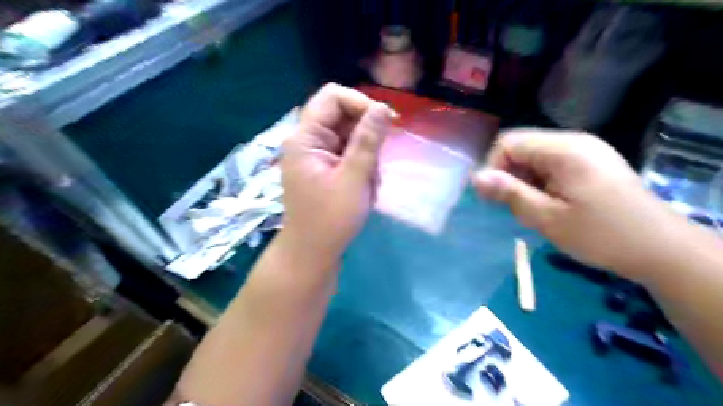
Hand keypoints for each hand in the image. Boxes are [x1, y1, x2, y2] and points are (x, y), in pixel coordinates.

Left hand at [278, 83, 393, 262]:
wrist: (312, 253)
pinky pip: (347, 154)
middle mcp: (306, 140)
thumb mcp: (354, 179)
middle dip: (366, 137)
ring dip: (366, 156)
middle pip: (342, 117)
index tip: (385, 123)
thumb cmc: (330, 220)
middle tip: (375, 166)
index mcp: (305, 138)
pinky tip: (364, 189)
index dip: (361, 103)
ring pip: (349, 137)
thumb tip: (382, 107)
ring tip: (368, 185)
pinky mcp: (323, 167)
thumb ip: (368, 141)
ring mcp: (315, 155)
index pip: (332, 97)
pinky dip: (360, 167)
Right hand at [475, 129, 685, 279]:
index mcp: (564, 150)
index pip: (508, 142)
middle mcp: (574, 141)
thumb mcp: (547, 218)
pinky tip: (549, 203)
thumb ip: (510, 193)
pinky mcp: (591, 162)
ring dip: (524, 180)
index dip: (493, 167)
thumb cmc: (600, 235)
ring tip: (533, 208)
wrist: (660, 249)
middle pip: (521, 147)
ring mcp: (586, 150)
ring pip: (534, 156)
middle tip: (512, 207)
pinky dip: (540, 181)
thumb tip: (476, 177)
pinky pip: (551, 163)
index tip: (494, 198)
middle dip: (508, 175)